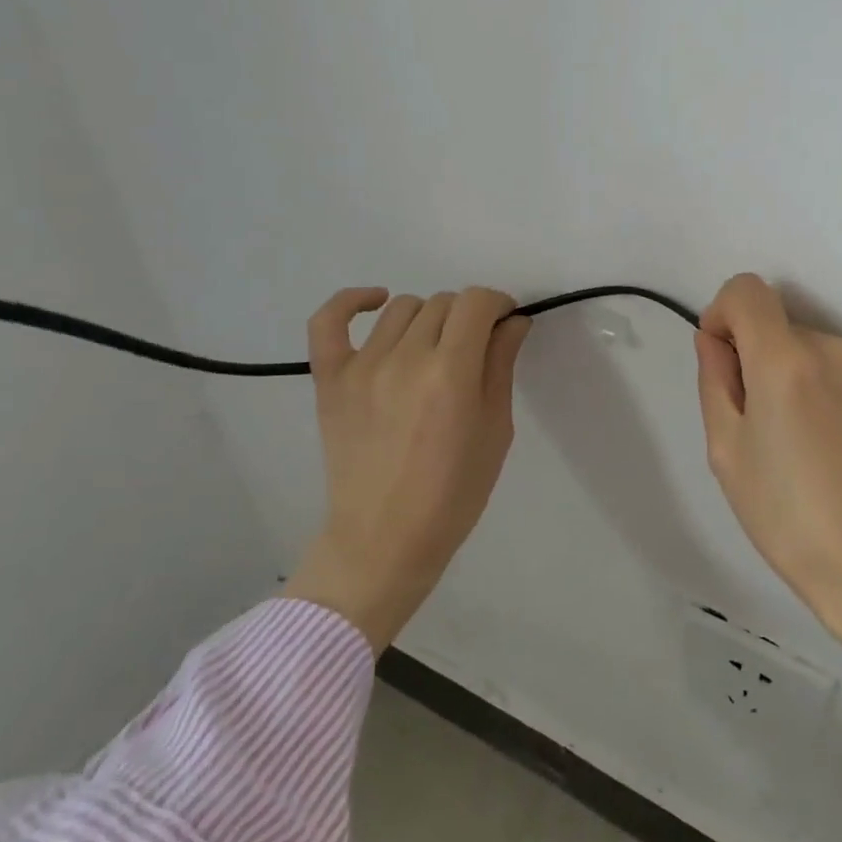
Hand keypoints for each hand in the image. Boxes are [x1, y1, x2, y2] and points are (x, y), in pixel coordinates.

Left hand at [284, 287, 530, 651]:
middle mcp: (406, 359)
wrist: (384, 540)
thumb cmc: (453, 493)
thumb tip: (512, 322)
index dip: (498, 304)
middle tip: (475, 349)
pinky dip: (351, 301)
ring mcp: (362, 367)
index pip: (477, 302)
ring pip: (403, 308)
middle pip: (444, 303)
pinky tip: (376, 302)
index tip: (505, 323)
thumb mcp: (495, 430)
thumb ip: (501, 366)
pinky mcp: (330, 380)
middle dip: (469, 317)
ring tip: (434, 348)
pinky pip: (329, 321)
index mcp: (452, 373)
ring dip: (428, 318)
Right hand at [695, 274, 841, 675]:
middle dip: (757, 359)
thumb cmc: (792, 520)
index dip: (723, 314)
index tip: (722, 361)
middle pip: (778, 325)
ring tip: (799, 445)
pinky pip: (840, 370)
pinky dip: (822, 390)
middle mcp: (834, 347)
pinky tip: (831, 448)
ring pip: (809, 349)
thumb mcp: (728, 453)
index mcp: (786, 360)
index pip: (747, 290)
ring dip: (791, 377)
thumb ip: (714, 381)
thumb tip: (714, 339)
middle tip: (758, 428)